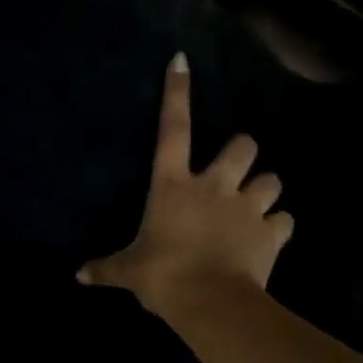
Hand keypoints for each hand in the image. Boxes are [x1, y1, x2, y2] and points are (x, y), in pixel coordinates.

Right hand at [78, 54, 292, 313]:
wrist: (210, 302)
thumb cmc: (163, 277)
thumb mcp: (129, 271)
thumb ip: (106, 268)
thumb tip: (78, 276)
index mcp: (173, 186)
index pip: (173, 129)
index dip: (177, 92)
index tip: (182, 61)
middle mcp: (214, 186)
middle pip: (243, 145)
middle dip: (243, 152)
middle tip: (236, 171)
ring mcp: (246, 207)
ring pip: (273, 179)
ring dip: (266, 188)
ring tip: (258, 204)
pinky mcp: (271, 232)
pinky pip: (284, 220)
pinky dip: (278, 226)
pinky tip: (270, 236)